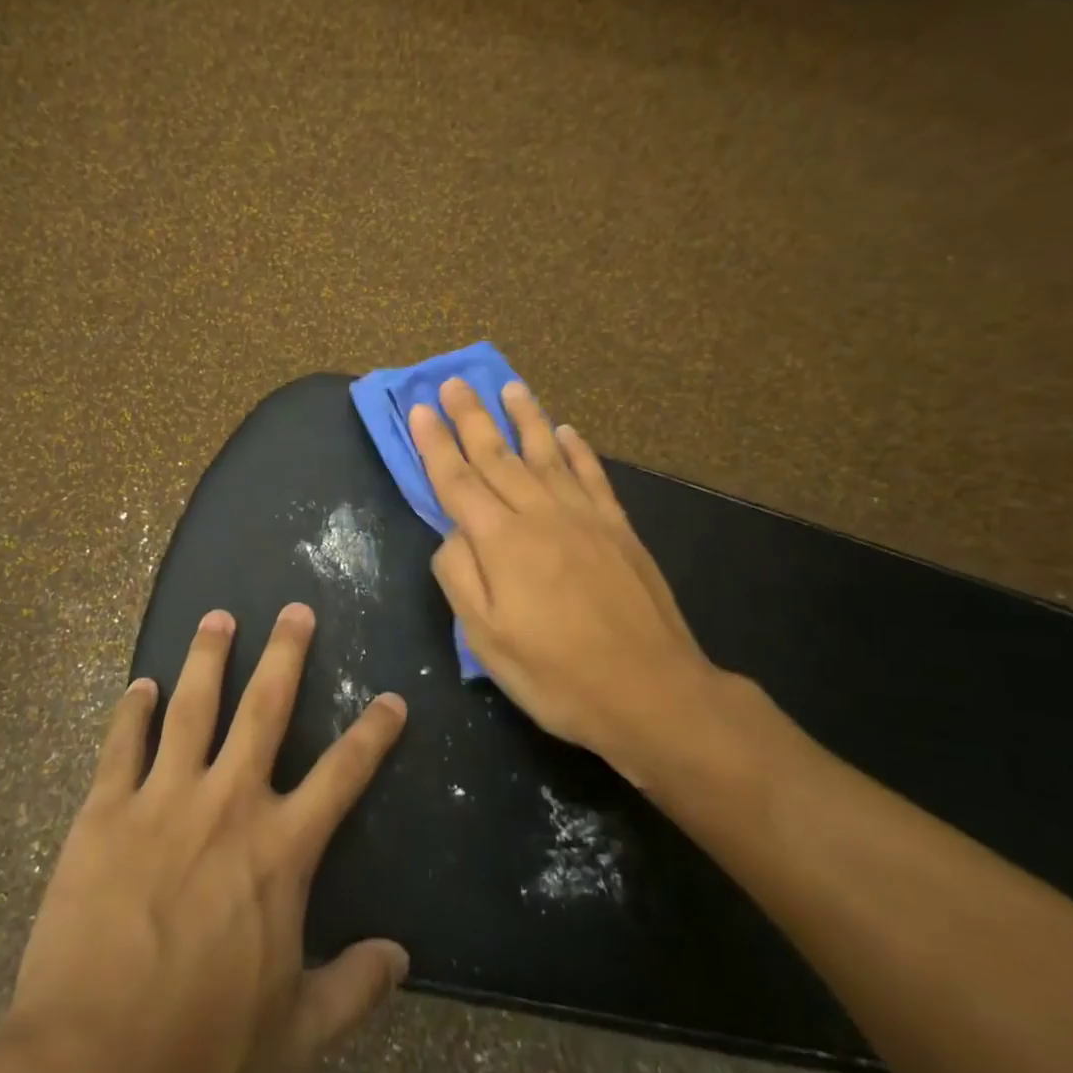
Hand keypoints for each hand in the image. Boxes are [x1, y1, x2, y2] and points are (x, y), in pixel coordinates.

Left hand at [2, 605, 408, 1072]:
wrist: (93, 1064)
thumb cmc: (204, 1049)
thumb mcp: (297, 1032)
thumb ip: (354, 988)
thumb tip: (401, 958)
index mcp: (280, 849)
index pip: (343, 775)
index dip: (373, 734)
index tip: (392, 699)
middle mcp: (228, 804)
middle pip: (264, 709)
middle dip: (285, 654)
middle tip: (295, 610)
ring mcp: (162, 798)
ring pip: (192, 707)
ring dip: (208, 658)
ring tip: (218, 617)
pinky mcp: (104, 811)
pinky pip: (121, 745)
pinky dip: (132, 711)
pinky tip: (140, 685)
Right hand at [409, 379, 777, 795]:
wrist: (651, 692)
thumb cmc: (556, 674)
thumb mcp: (486, 638)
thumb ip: (460, 576)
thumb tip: (452, 533)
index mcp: (501, 541)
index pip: (457, 480)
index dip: (435, 444)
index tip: (421, 408)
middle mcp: (540, 514)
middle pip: (498, 455)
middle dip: (471, 416)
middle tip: (454, 381)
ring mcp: (584, 517)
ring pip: (546, 454)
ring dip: (524, 417)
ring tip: (509, 386)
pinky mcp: (618, 528)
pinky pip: (592, 475)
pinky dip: (577, 450)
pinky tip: (566, 432)